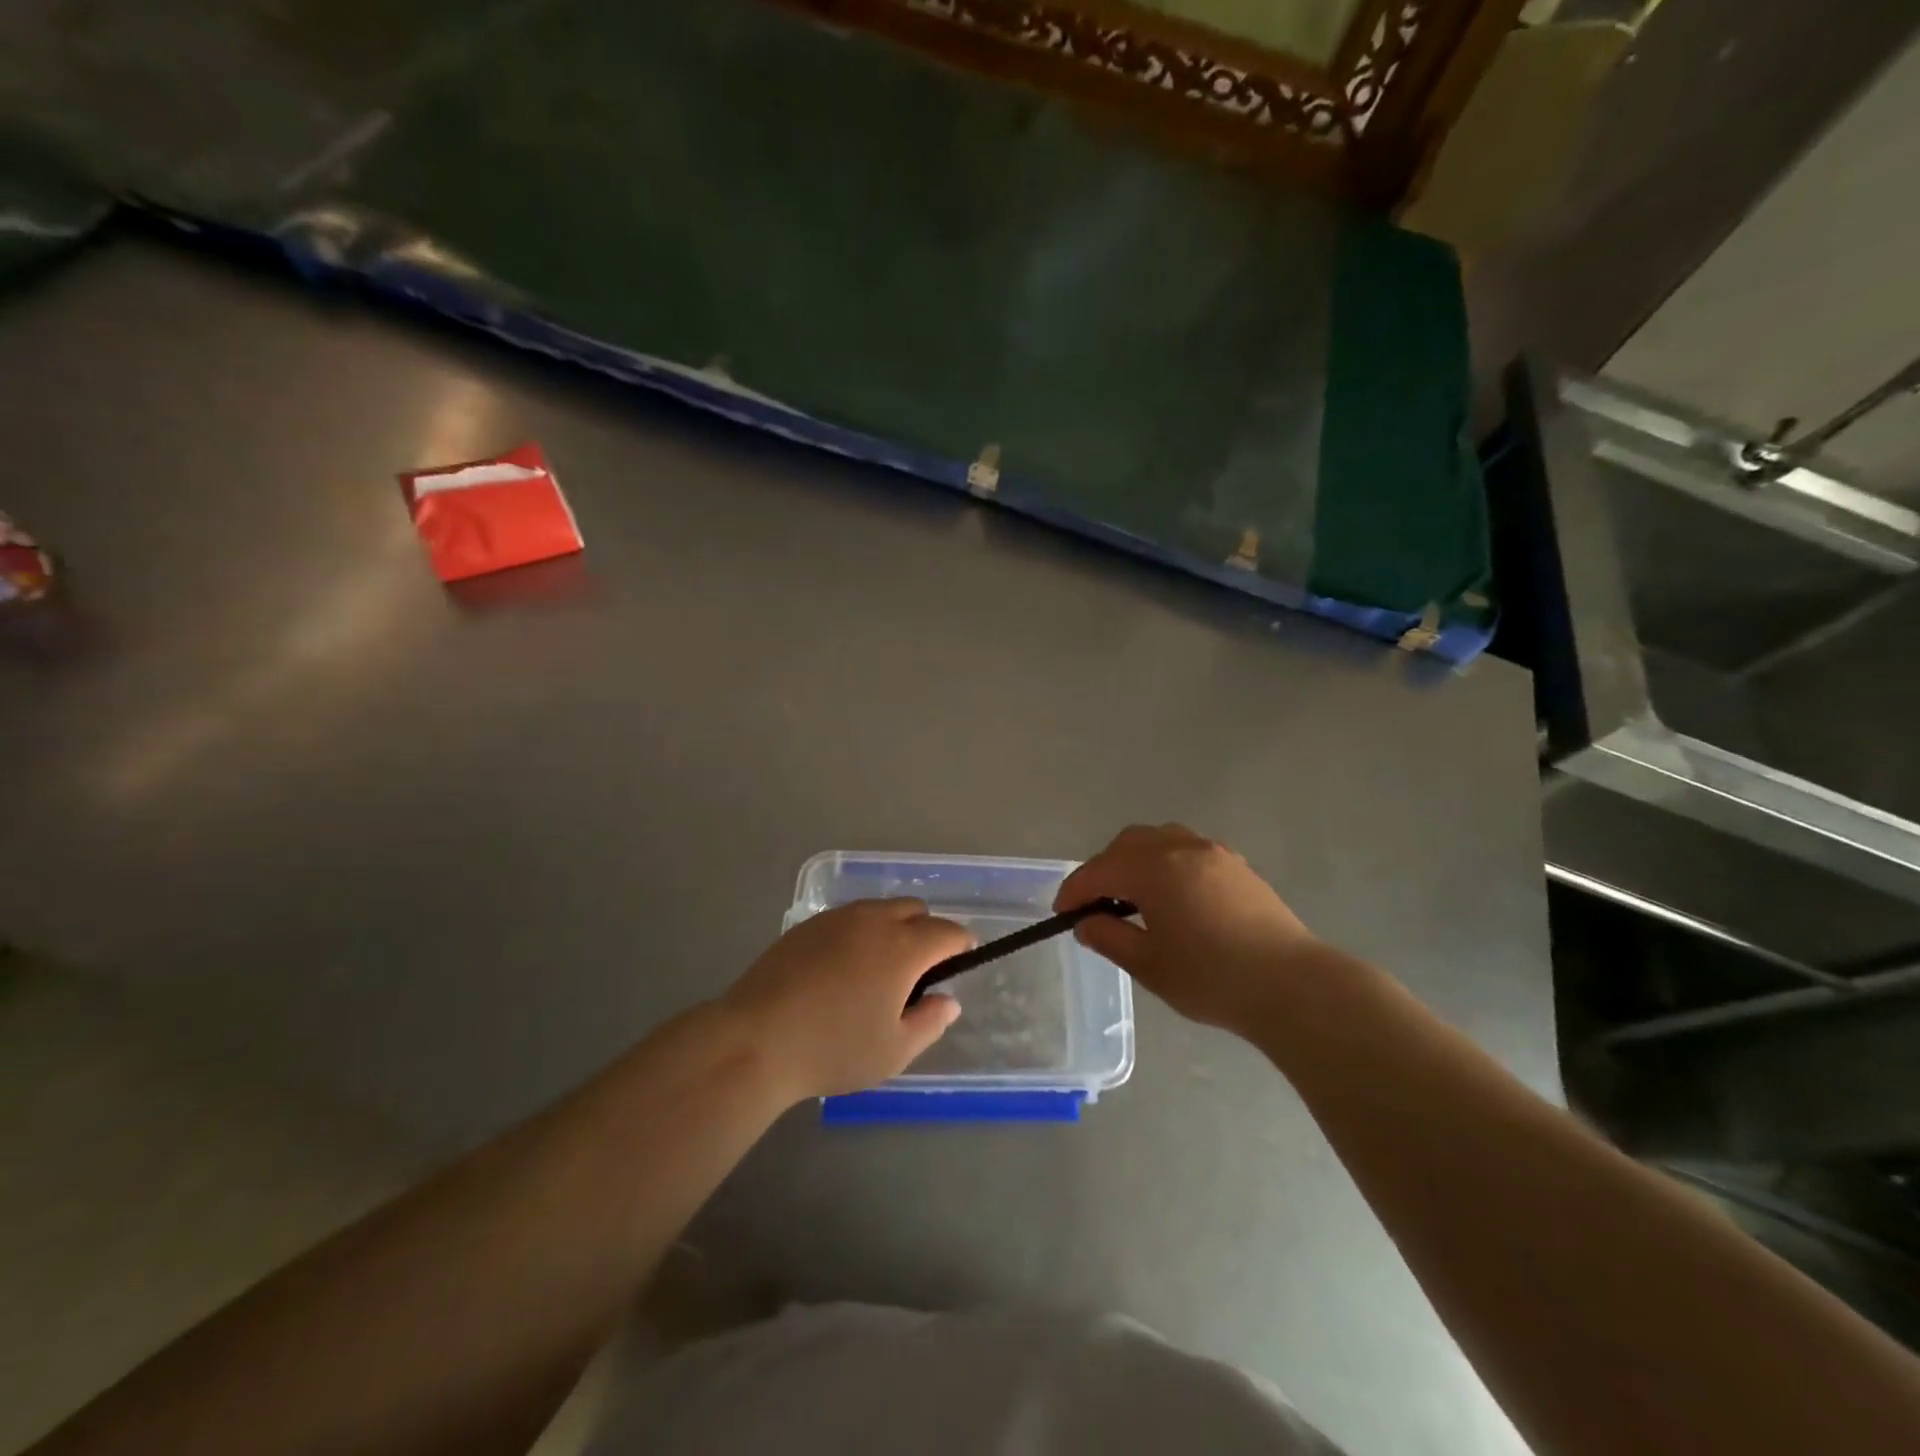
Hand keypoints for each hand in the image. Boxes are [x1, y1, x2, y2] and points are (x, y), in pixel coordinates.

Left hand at [722, 899, 970, 1101]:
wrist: (755, 1041)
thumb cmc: (833, 1049)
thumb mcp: (894, 1050)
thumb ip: (930, 1022)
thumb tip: (948, 1001)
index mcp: (902, 947)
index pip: (947, 931)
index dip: (960, 945)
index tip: (959, 964)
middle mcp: (873, 920)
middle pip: (914, 910)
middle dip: (926, 932)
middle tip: (916, 973)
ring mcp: (836, 918)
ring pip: (879, 909)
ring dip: (892, 929)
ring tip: (877, 971)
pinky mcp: (806, 926)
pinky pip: (847, 918)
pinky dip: (858, 933)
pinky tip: (840, 970)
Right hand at [1055, 824, 1321, 1034]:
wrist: (1291, 984)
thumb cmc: (1211, 977)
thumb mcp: (1149, 964)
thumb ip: (1110, 937)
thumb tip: (1086, 922)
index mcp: (1153, 868)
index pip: (1099, 870)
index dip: (1075, 890)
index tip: (1062, 913)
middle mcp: (1180, 848)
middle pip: (1128, 844)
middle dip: (1105, 869)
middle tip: (1098, 904)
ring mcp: (1213, 853)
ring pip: (1160, 840)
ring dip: (1137, 861)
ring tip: (1135, 897)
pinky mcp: (1237, 866)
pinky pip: (1187, 850)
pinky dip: (1167, 864)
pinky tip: (1174, 897)